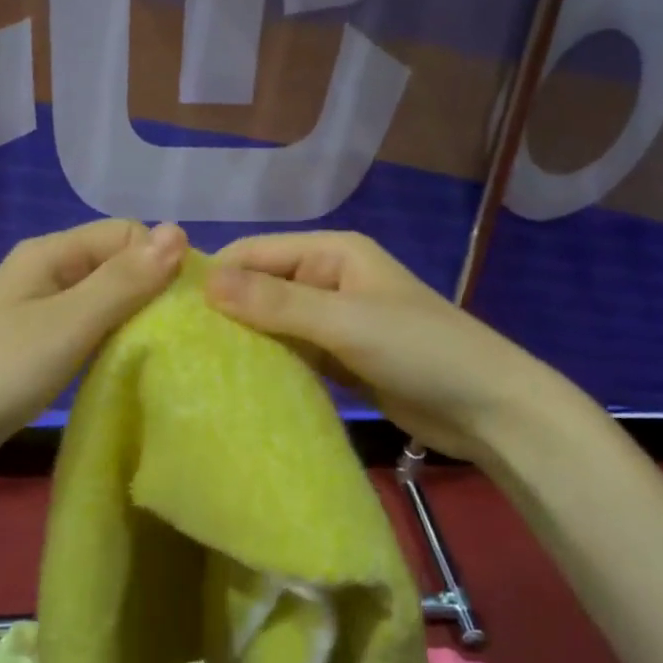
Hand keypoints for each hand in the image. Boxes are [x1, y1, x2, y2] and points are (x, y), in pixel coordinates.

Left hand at [0, 219, 187, 498]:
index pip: (127, 235)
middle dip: (153, 294)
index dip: (161, 262)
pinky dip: (112, 348)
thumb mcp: (67, 324)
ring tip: (168, 357)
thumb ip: (123, 281)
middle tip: (186, 339)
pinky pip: (88, 337)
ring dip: (135, 324)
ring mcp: (39, 316)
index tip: (190, 308)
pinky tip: (130, 372)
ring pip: (105, 305)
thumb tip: (180, 231)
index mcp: (51, 254)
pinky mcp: (36, 354)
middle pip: (117, 268)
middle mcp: (47, 275)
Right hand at [204, 231, 577, 462]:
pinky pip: (293, 352)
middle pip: (261, 287)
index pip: (255, 253)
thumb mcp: (345, 322)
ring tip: (197, 367)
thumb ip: (276, 304)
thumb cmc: (421, 350)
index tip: (170, 311)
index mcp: (331, 252)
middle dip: (226, 312)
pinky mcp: (340, 356)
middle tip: (177, 347)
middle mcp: (328, 278)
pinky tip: (238, 384)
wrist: (491, 410)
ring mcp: (334, 319)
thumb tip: (205, 283)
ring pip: (274, 322)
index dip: (215, 277)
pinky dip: (270, 363)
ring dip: (245, 340)